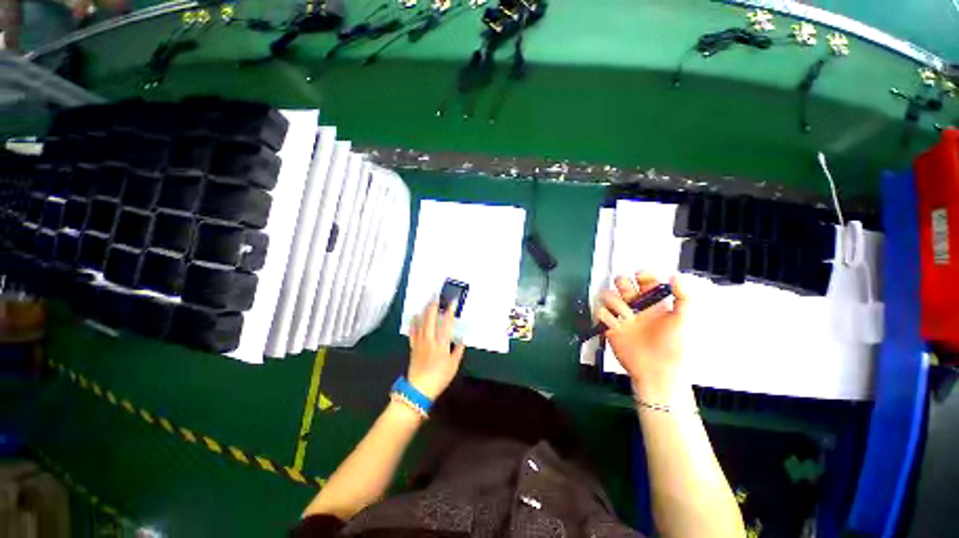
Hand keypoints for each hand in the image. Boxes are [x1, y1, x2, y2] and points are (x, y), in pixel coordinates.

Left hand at [407, 301, 465, 399]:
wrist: (419, 389)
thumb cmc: (439, 377)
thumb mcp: (453, 366)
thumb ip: (458, 351)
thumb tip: (462, 339)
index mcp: (441, 344)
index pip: (446, 324)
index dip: (450, 312)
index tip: (452, 302)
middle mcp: (430, 340)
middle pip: (431, 319)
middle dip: (434, 306)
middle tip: (436, 295)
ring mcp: (420, 342)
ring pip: (421, 323)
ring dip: (425, 310)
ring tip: (427, 301)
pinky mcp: (413, 346)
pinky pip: (413, 331)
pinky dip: (414, 322)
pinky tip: (415, 315)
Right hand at [595, 272, 689, 400]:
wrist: (659, 373)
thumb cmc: (675, 347)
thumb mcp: (685, 320)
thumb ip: (683, 296)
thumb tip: (675, 275)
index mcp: (654, 302)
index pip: (644, 280)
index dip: (641, 274)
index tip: (641, 276)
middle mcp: (636, 306)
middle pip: (622, 283)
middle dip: (622, 283)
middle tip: (629, 295)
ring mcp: (622, 316)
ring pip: (607, 295)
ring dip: (614, 301)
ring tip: (626, 315)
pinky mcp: (610, 327)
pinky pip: (599, 312)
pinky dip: (605, 316)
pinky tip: (615, 325)